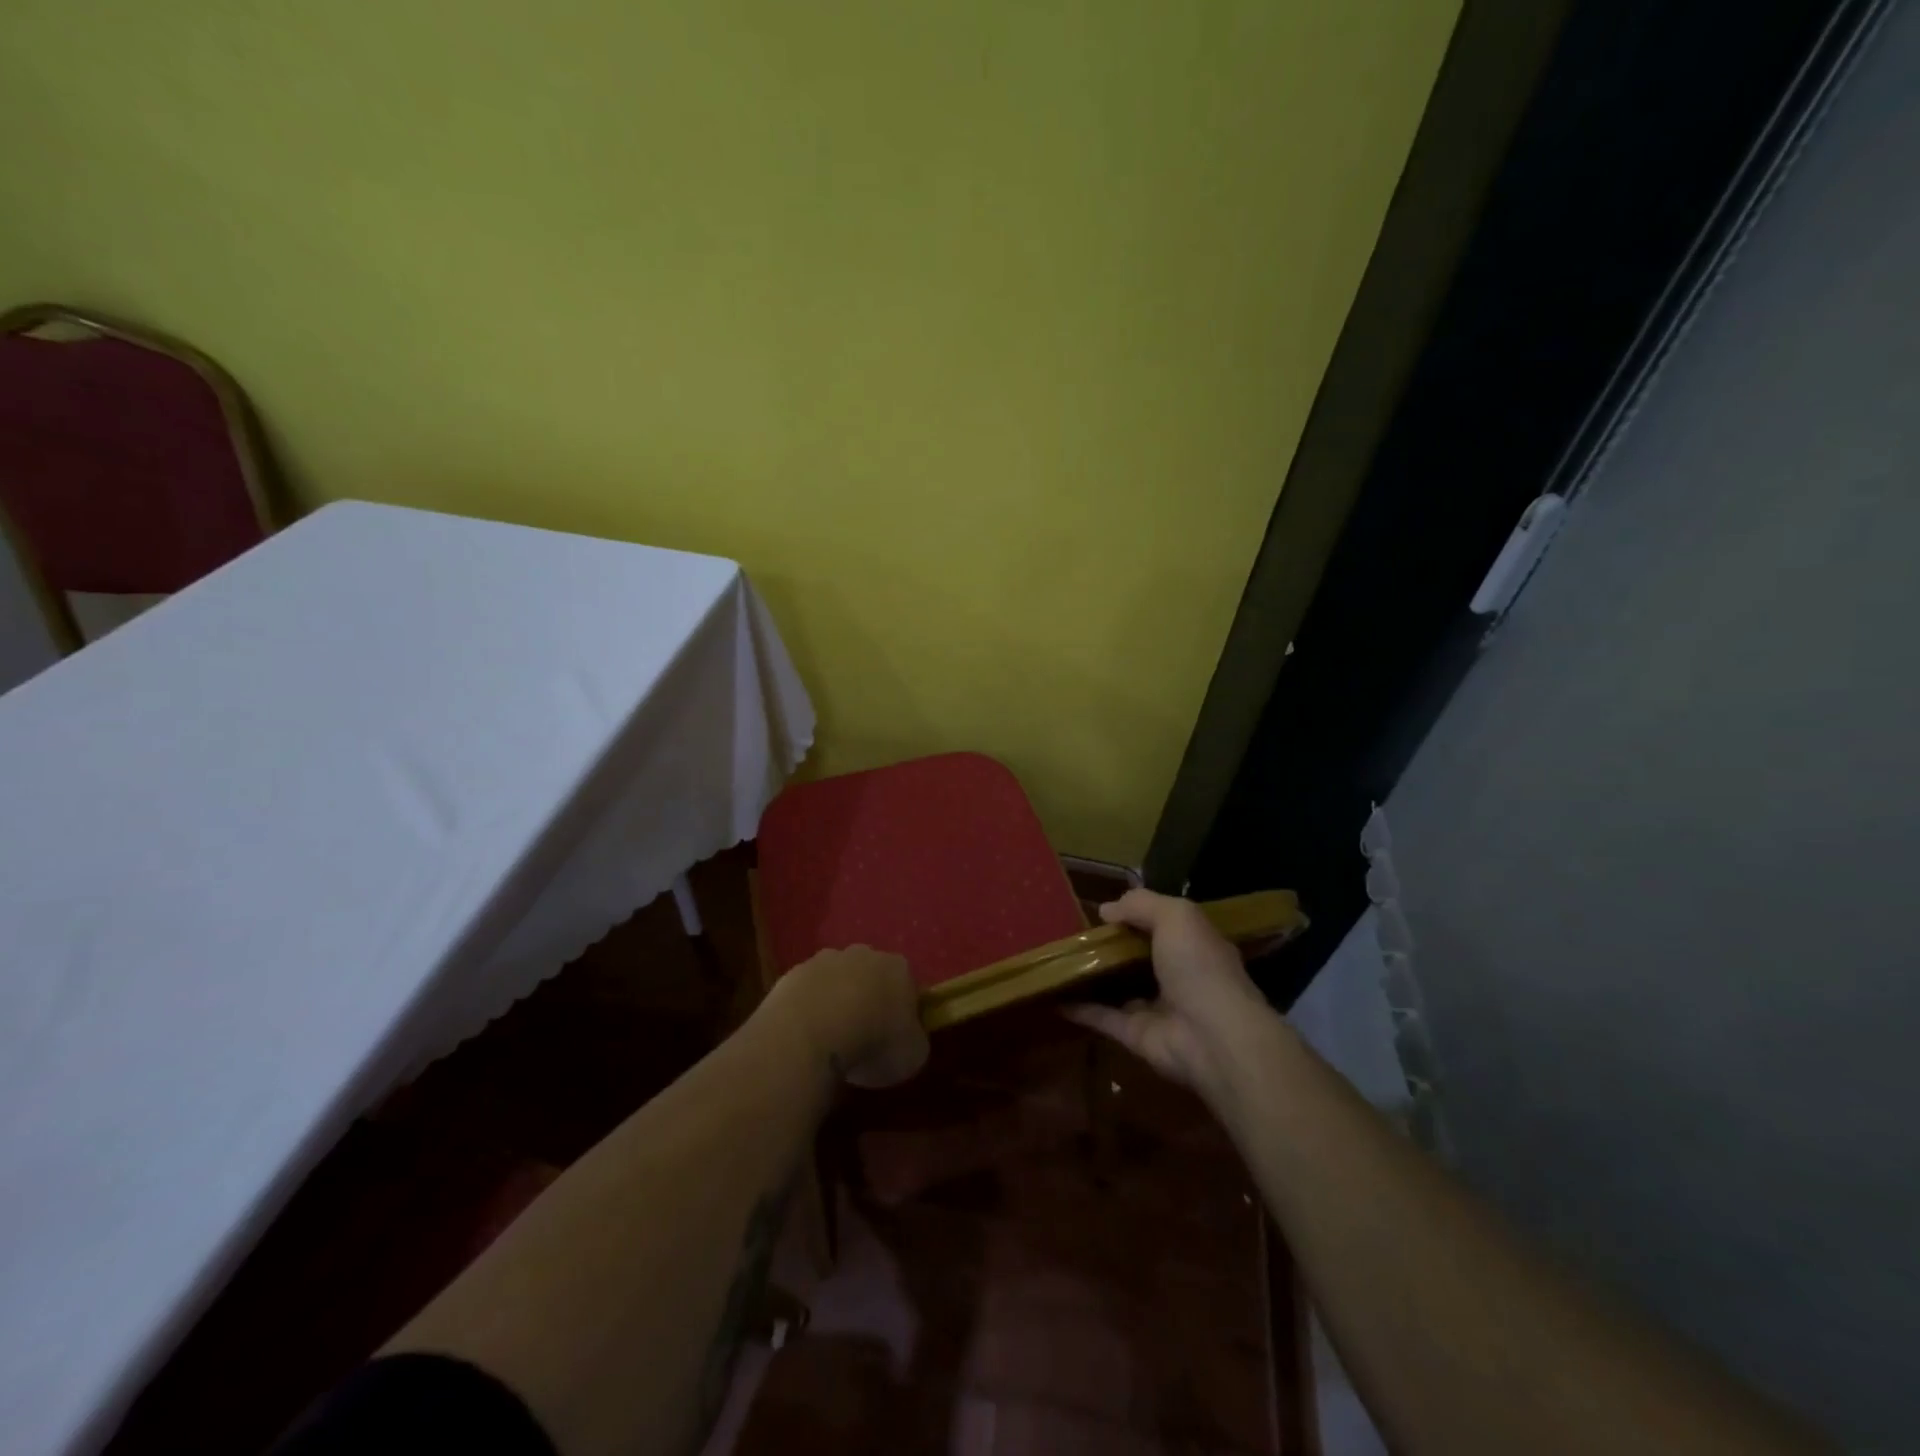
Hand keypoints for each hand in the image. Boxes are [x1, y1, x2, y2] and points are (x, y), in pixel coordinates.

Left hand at [766, 945, 928, 1088]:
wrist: (808, 1036)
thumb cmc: (871, 1044)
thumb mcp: (913, 1056)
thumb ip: (916, 1039)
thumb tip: (909, 1037)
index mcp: (899, 968)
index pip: (908, 986)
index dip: (904, 1012)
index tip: (896, 1037)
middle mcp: (864, 954)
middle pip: (871, 976)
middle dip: (869, 999)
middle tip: (863, 1036)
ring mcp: (825, 960)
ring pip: (837, 980)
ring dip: (836, 1001)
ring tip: (830, 1038)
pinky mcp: (793, 973)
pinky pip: (808, 992)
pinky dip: (809, 1009)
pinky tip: (805, 1036)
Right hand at [1066, 889, 1267, 1094]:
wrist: (1213, 1037)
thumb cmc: (1199, 966)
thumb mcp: (1175, 916)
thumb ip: (1141, 904)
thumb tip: (1106, 910)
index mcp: (1193, 945)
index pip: (1163, 925)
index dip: (1136, 915)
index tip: (1102, 910)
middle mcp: (1177, 976)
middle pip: (1137, 957)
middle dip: (1110, 946)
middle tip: (1072, 934)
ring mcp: (1156, 1008)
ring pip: (1118, 988)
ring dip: (1093, 977)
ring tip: (1057, 960)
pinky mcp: (1135, 1036)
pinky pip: (1102, 1018)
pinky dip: (1079, 1008)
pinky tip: (1053, 994)